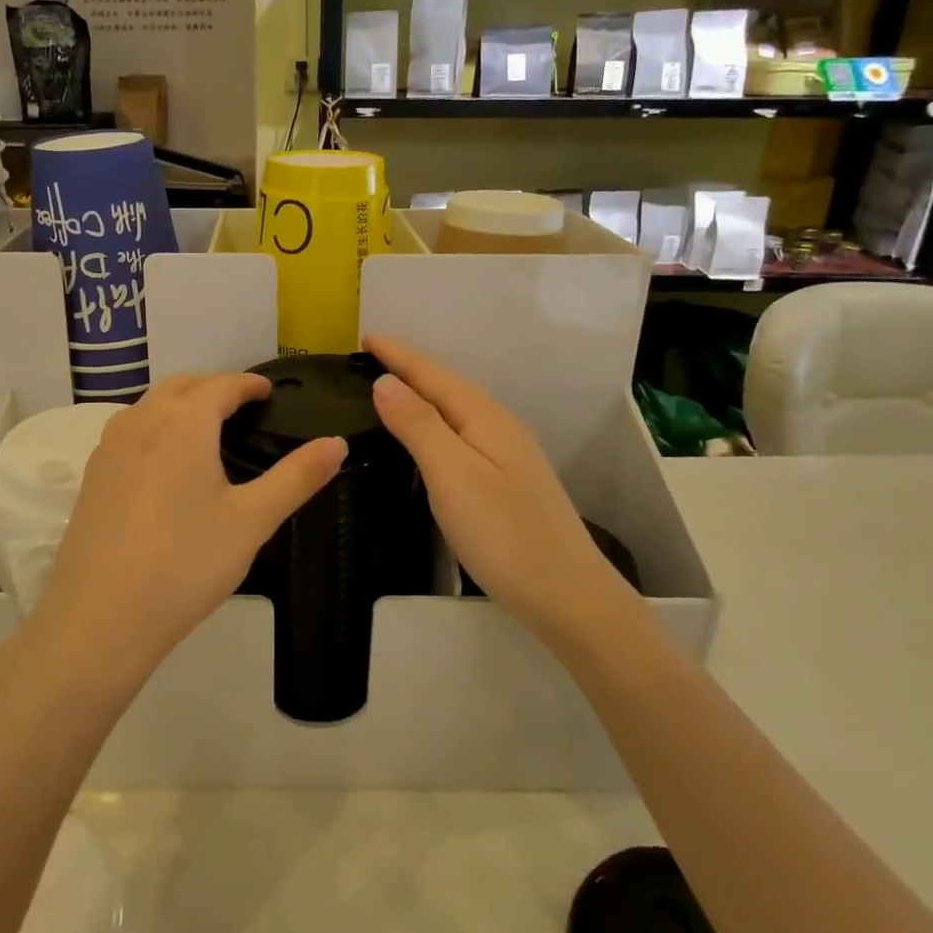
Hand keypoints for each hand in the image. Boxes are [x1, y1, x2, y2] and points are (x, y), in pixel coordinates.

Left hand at [31, 373, 347, 690]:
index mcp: (183, 422)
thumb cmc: (186, 563)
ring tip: (207, 429)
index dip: (249, 384)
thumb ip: (297, 477)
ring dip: (181, 404)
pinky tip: (166, 463)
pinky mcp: (91, 476)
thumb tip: (338, 443)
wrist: (99, 618)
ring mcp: (109, 447)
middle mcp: (141, 421)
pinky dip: (155, 428)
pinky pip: (130, 432)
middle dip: (214, 387)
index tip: (269, 391)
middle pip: (182, 386)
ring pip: (150, 406)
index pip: (222, 385)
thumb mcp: (252, 520)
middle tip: (243, 405)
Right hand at [365, 334, 622, 632]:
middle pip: (448, 386)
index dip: (399, 354)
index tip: (364, 336)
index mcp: (485, 418)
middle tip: (370, 357)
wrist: (568, 597)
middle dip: (410, 367)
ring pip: (456, 409)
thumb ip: (419, 426)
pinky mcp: (507, 480)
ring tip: (390, 387)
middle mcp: (499, 427)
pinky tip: (427, 435)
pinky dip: (435, 421)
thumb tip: (386, 382)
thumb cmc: (504, 536)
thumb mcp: (453, 476)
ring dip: (422, 393)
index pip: (434, 374)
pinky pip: (462, 433)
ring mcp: (508, 455)